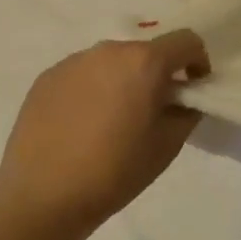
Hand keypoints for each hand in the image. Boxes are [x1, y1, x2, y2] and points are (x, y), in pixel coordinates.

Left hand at [0, 31, 209, 239]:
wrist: (42, 198)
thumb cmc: (115, 171)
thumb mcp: (168, 145)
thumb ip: (187, 111)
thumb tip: (183, 99)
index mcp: (144, 61)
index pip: (186, 41)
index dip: (198, 62)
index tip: (193, 89)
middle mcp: (108, 50)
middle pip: (146, 51)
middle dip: (157, 74)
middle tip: (153, 111)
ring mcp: (72, 62)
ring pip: (112, 62)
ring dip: (123, 80)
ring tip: (114, 120)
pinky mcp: (46, 78)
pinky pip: (82, 74)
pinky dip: (93, 90)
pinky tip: (83, 125)